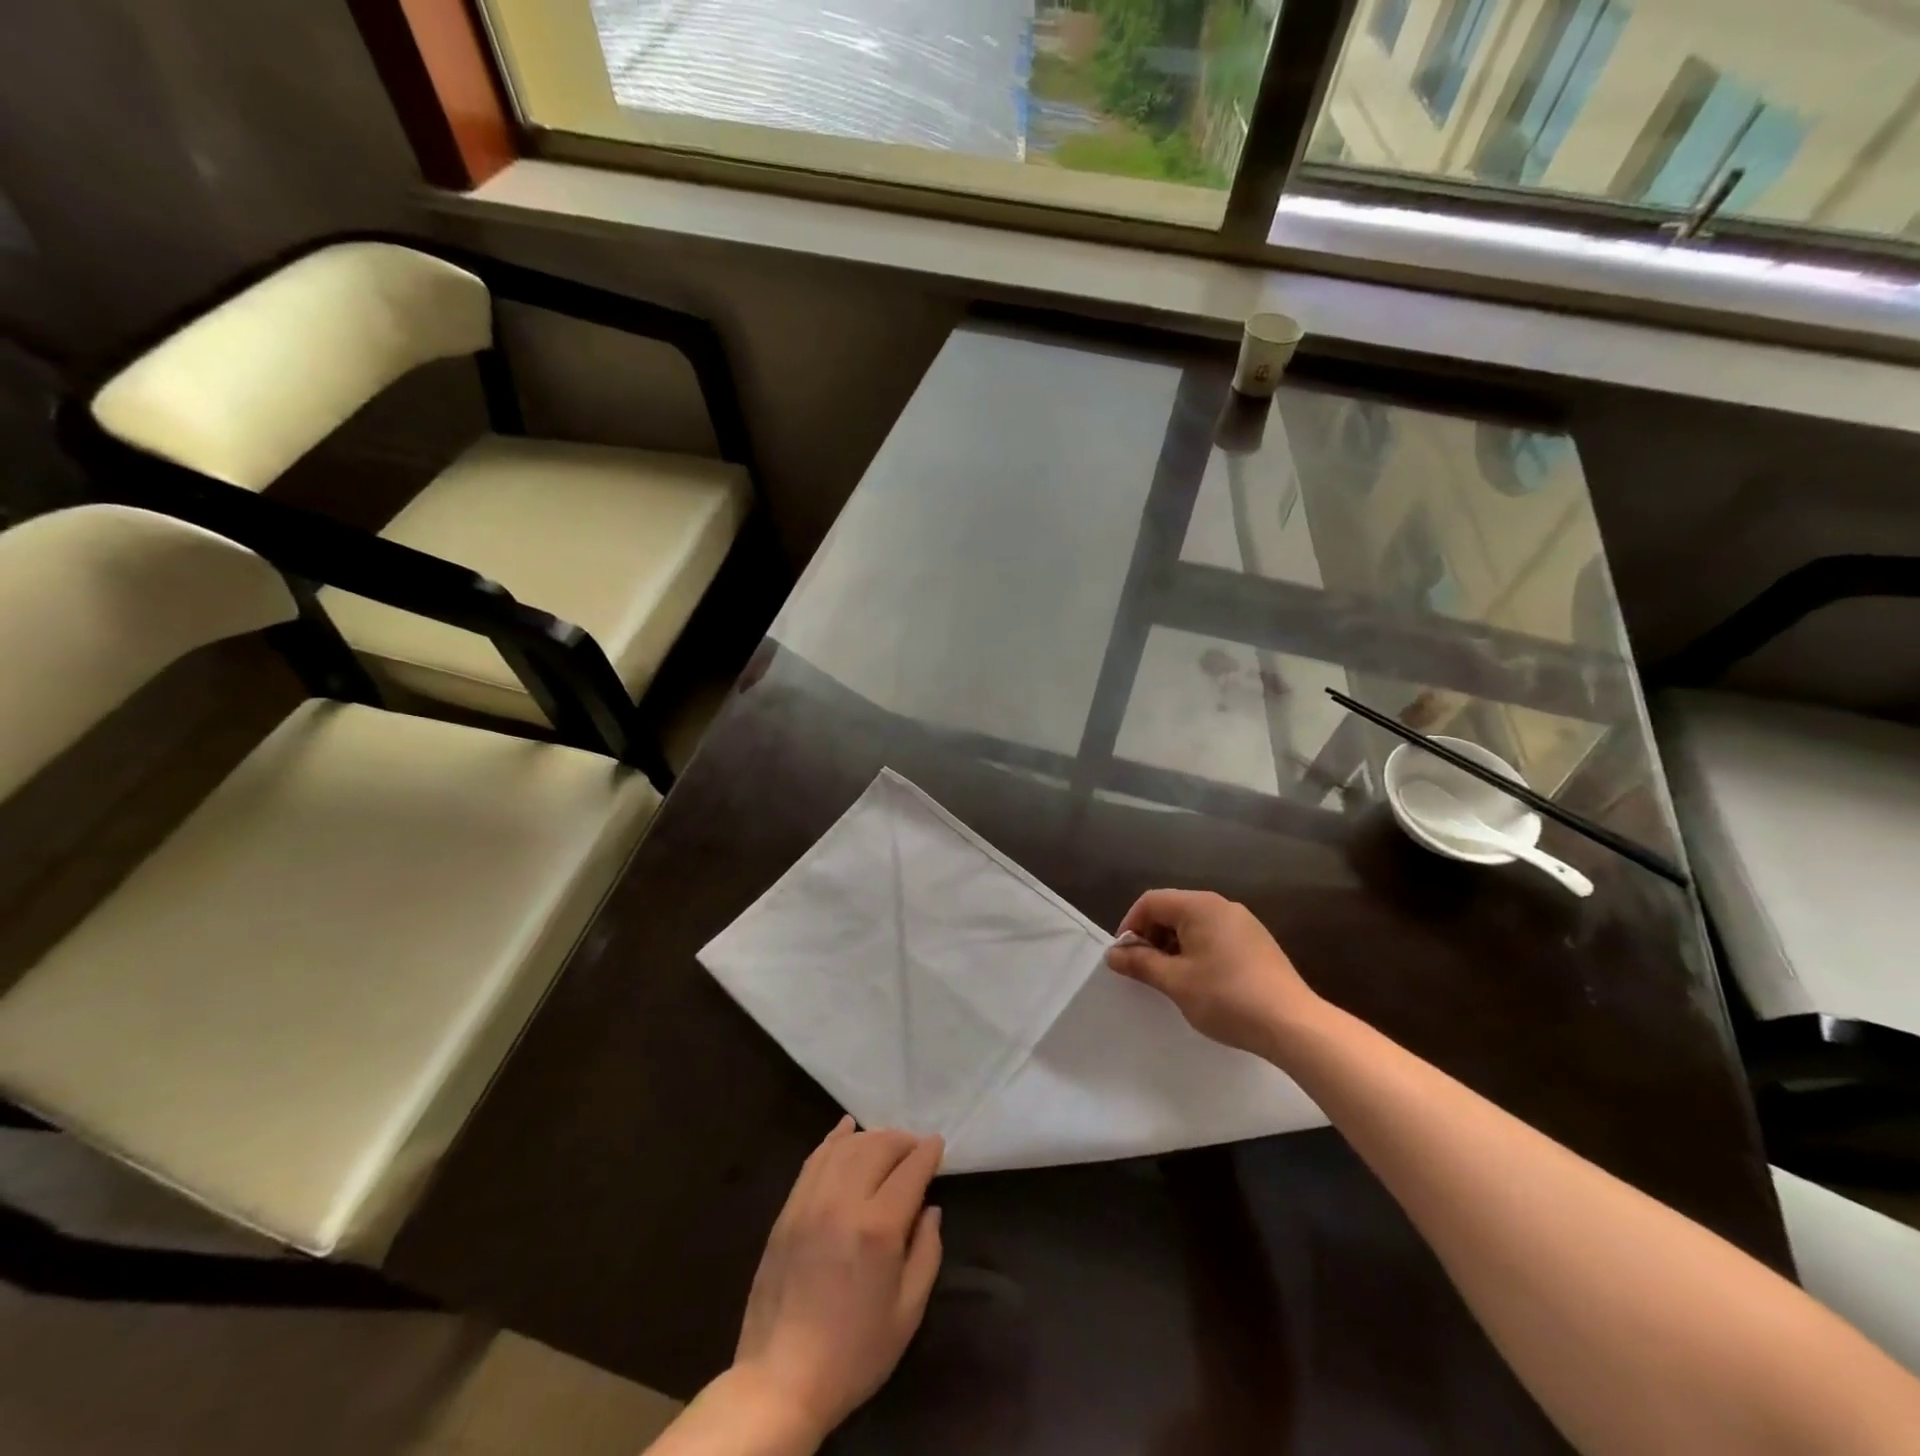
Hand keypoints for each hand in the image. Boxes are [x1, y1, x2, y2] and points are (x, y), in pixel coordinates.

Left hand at [731, 1118, 943, 1443]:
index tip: (938, 1145)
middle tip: (915, 1148)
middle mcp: (844, 1202)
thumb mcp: (907, 1313)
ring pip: (847, 1147)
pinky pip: (815, 1159)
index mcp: (878, 1229)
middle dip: (902, 1141)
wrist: (781, 1380)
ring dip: (872, 1137)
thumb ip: (927, 1253)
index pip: (910, 1170)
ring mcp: (811, 1202)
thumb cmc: (853, 1353)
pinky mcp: (788, 1209)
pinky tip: (847, 1129)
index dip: (928, 1152)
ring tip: (887, 1144)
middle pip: (879, 1147)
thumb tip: (930, 1209)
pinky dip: (834, 1139)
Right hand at [1106, 889, 1321, 1057]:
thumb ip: (1140, 963)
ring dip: (1174, 946)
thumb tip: (1113, 954)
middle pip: (1172, 910)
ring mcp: (1243, 923)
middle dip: (1152, 937)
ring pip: (1194, 925)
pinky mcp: (1257, 943)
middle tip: (1145, 970)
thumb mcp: (1175, 981)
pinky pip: (1215, 937)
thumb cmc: (1226, 997)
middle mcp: (1222, 906)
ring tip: (1171, 980)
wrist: (1293, 1024)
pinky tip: (1201, 983)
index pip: (1151, 901)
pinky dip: (1197, 952)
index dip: (1130, 926)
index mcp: (1200, 906)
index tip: (1124, 957)